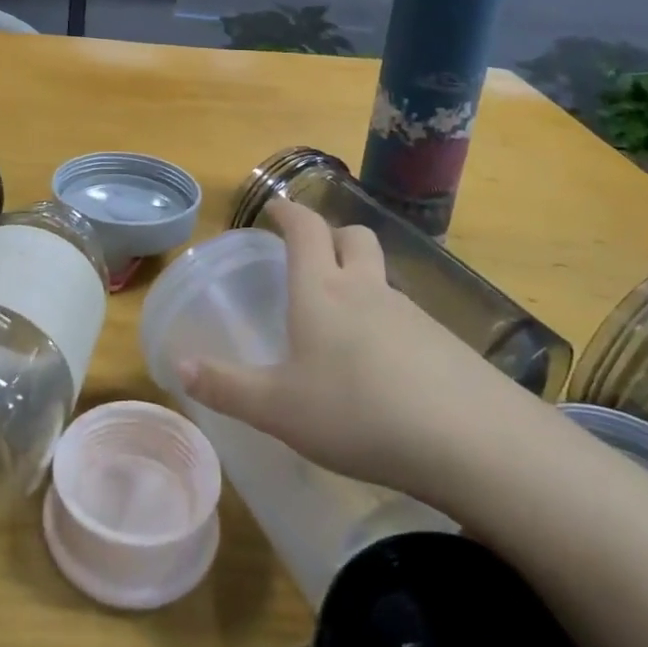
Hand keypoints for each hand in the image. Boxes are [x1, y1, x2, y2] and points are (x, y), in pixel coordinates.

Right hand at [180, 199, 508, 497]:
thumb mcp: (278, 408)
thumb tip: (178, 364)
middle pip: (354, 237)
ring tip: (344, 319)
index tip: (274, 207)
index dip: (288, 213)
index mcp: (321, 290)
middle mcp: (366, 288)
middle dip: (332, 235)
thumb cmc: (356, 411)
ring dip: (361, 279)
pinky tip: (385, 366)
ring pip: (382, 276)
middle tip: (313, 255)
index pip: (305, 229)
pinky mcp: (445, 343)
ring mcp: (411, 313)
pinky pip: (407, 315)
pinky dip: (388, 321)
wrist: (469, 439)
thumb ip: (226, 387)